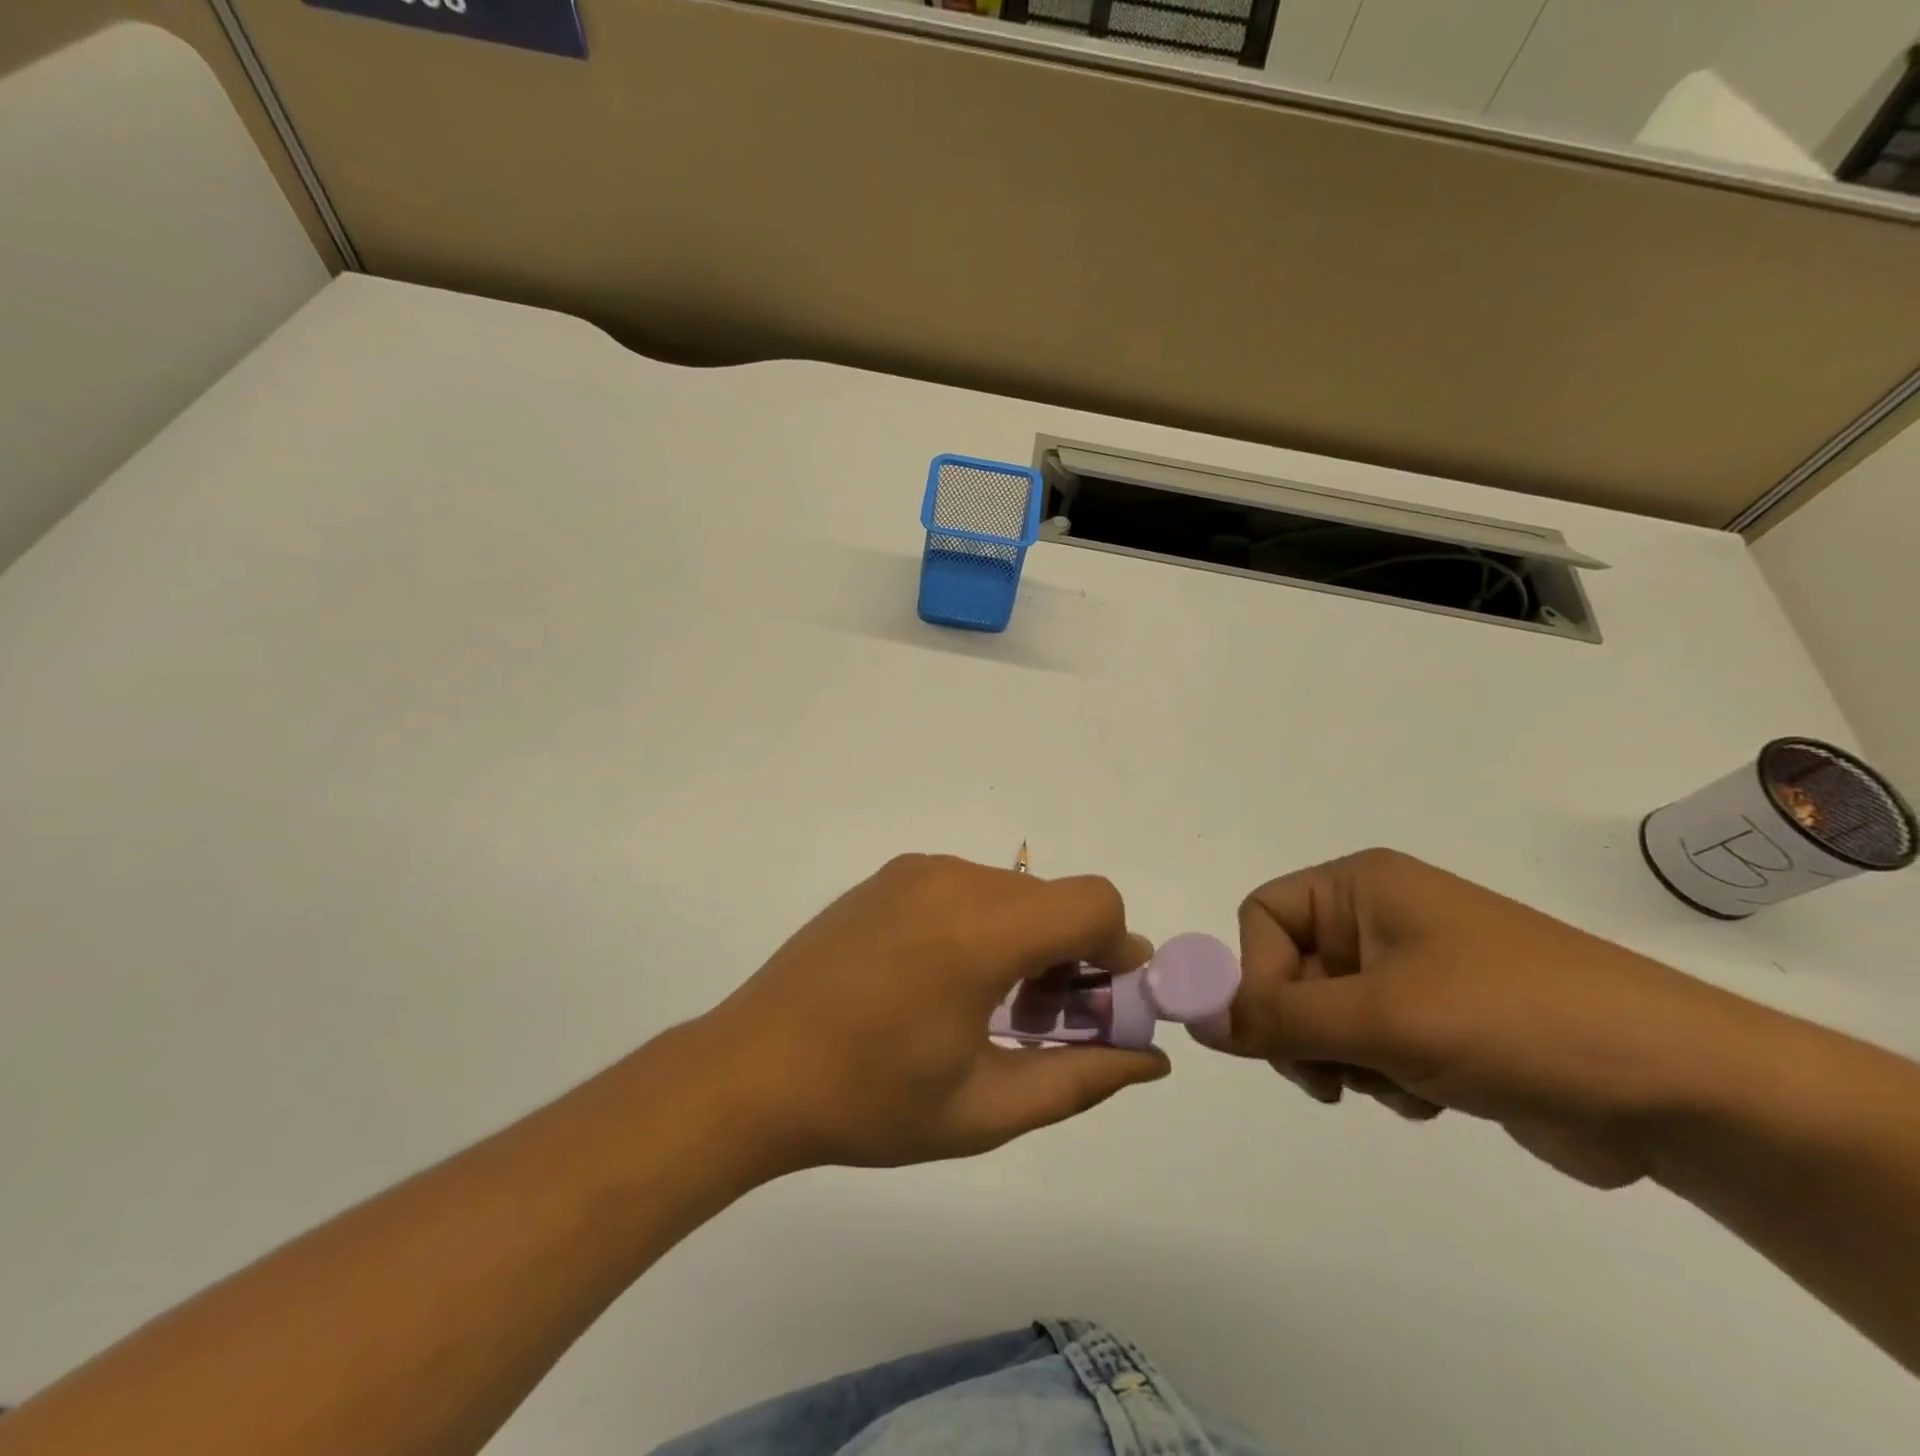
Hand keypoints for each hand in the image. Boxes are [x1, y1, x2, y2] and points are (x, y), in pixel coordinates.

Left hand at [693, 854, 1168, 1171]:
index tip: (1105, 1004)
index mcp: (982, 930)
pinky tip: (945, 982)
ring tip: (991, 1009)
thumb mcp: (986, 1108)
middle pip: (1054, 899)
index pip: (1095, 903)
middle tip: (1044, 1023)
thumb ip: (1081, 1078)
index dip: (1119, 950)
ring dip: (1027, 941)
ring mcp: (915, 872)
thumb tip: (1150, 1061)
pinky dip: (985, 925)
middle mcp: (954, 880)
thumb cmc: (870, 1101)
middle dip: (1073, 955)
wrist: (750, 1070)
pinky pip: (966, 889)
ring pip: (1011, 893)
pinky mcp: (887, 877)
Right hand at [1200, 849, 1760, 1187]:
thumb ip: (1276, 1018)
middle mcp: (1378, 918)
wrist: (1678, 1089)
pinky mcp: (1438, 1021)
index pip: (1262, 916)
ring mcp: (1410, 970)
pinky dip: (1381, 1075)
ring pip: (1323, 1014)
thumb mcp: (1381, 1018)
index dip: (1254, 972)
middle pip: (1287, 968)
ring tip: (1398, 1083)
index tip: (1273, 1035)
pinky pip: (1368, 1044)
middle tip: (1331, 1076)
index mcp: (1361, 887)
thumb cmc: (1513, 1021)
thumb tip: (1192, 1018)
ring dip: (1344, 1059)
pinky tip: (1429, 1096)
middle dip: (1301, 1029)